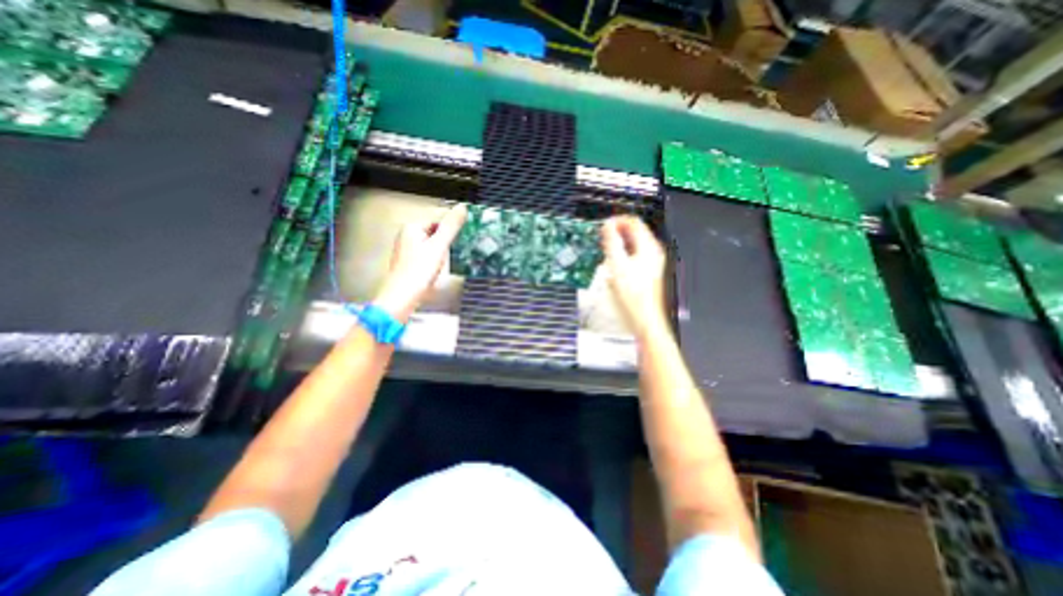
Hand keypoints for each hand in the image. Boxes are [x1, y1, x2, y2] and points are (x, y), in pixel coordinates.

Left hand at [372, 208, 466, 323]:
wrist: (402, 297)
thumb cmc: (419, 270)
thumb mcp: (439, 246)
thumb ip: (451, 226)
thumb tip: (463, 207)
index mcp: (412, 227)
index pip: (439, 219)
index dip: (451, 229)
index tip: (462, 238)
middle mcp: (407, 234)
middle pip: (435, 232)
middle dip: (446, 242)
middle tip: (451, 253)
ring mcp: (407, 248)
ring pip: (432, 244)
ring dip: (442, 252)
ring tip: (442, 264)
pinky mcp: (409, 261)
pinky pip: (427, 254)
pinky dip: (435, 260)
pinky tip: (436, 270)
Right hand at [602, 216, 666, 341]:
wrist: (644, 318)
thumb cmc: (633, 296)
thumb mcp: (617, 266)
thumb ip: (612, 243)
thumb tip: (607, 226)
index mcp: (648, 247)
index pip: (633, 222)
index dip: (616, 221)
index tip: (602, 227)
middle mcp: (652, 252)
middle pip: (633, 232)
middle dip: (616, 233)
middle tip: (601, 238)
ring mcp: (650, 262)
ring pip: (631, 244)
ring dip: (617, 244)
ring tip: (603, 250)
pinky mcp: (645, 271)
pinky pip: (632, 255)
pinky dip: (620, 255)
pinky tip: (611, 264)